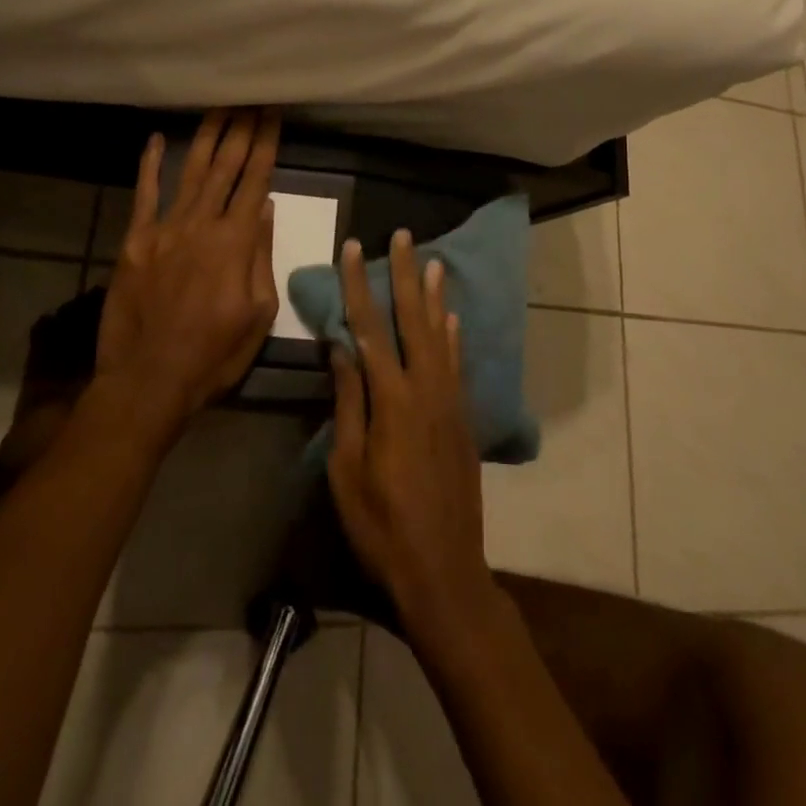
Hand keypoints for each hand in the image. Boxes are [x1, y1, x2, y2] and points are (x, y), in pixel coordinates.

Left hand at [96, 108, 281, 435]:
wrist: (148, 380)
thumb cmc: (213, 354)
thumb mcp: (257, 314)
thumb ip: (261, 257)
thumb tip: (265, 209)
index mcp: (236, 242)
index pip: (256, 180)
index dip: (266, 145)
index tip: (274, 115)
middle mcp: (201, 224)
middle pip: (225, 167)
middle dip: (241, 130)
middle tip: (251, 98)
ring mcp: (164, 229)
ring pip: (189, 172)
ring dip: (206, 136)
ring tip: (219, 107)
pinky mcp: (135, 241)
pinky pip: (144, 195)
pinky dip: (149, 166)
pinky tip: (156, 139)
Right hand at [328, 231, 498, 641]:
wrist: (444, 570)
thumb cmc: (381, 526)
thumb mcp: (347, 469)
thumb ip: (349, 403)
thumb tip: (341, 348)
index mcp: (392, 400)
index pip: (370, 329)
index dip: (360, 285)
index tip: (354, 248)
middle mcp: (426, 389)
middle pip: (413, 319)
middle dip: (405, 274)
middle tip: (403, 234)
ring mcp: (450, 402)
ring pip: (440, 335)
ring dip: (434, 296)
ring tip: (433, 261)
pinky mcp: (463, 419)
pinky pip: (456, 364)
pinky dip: (453, 336)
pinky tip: (451, 319)